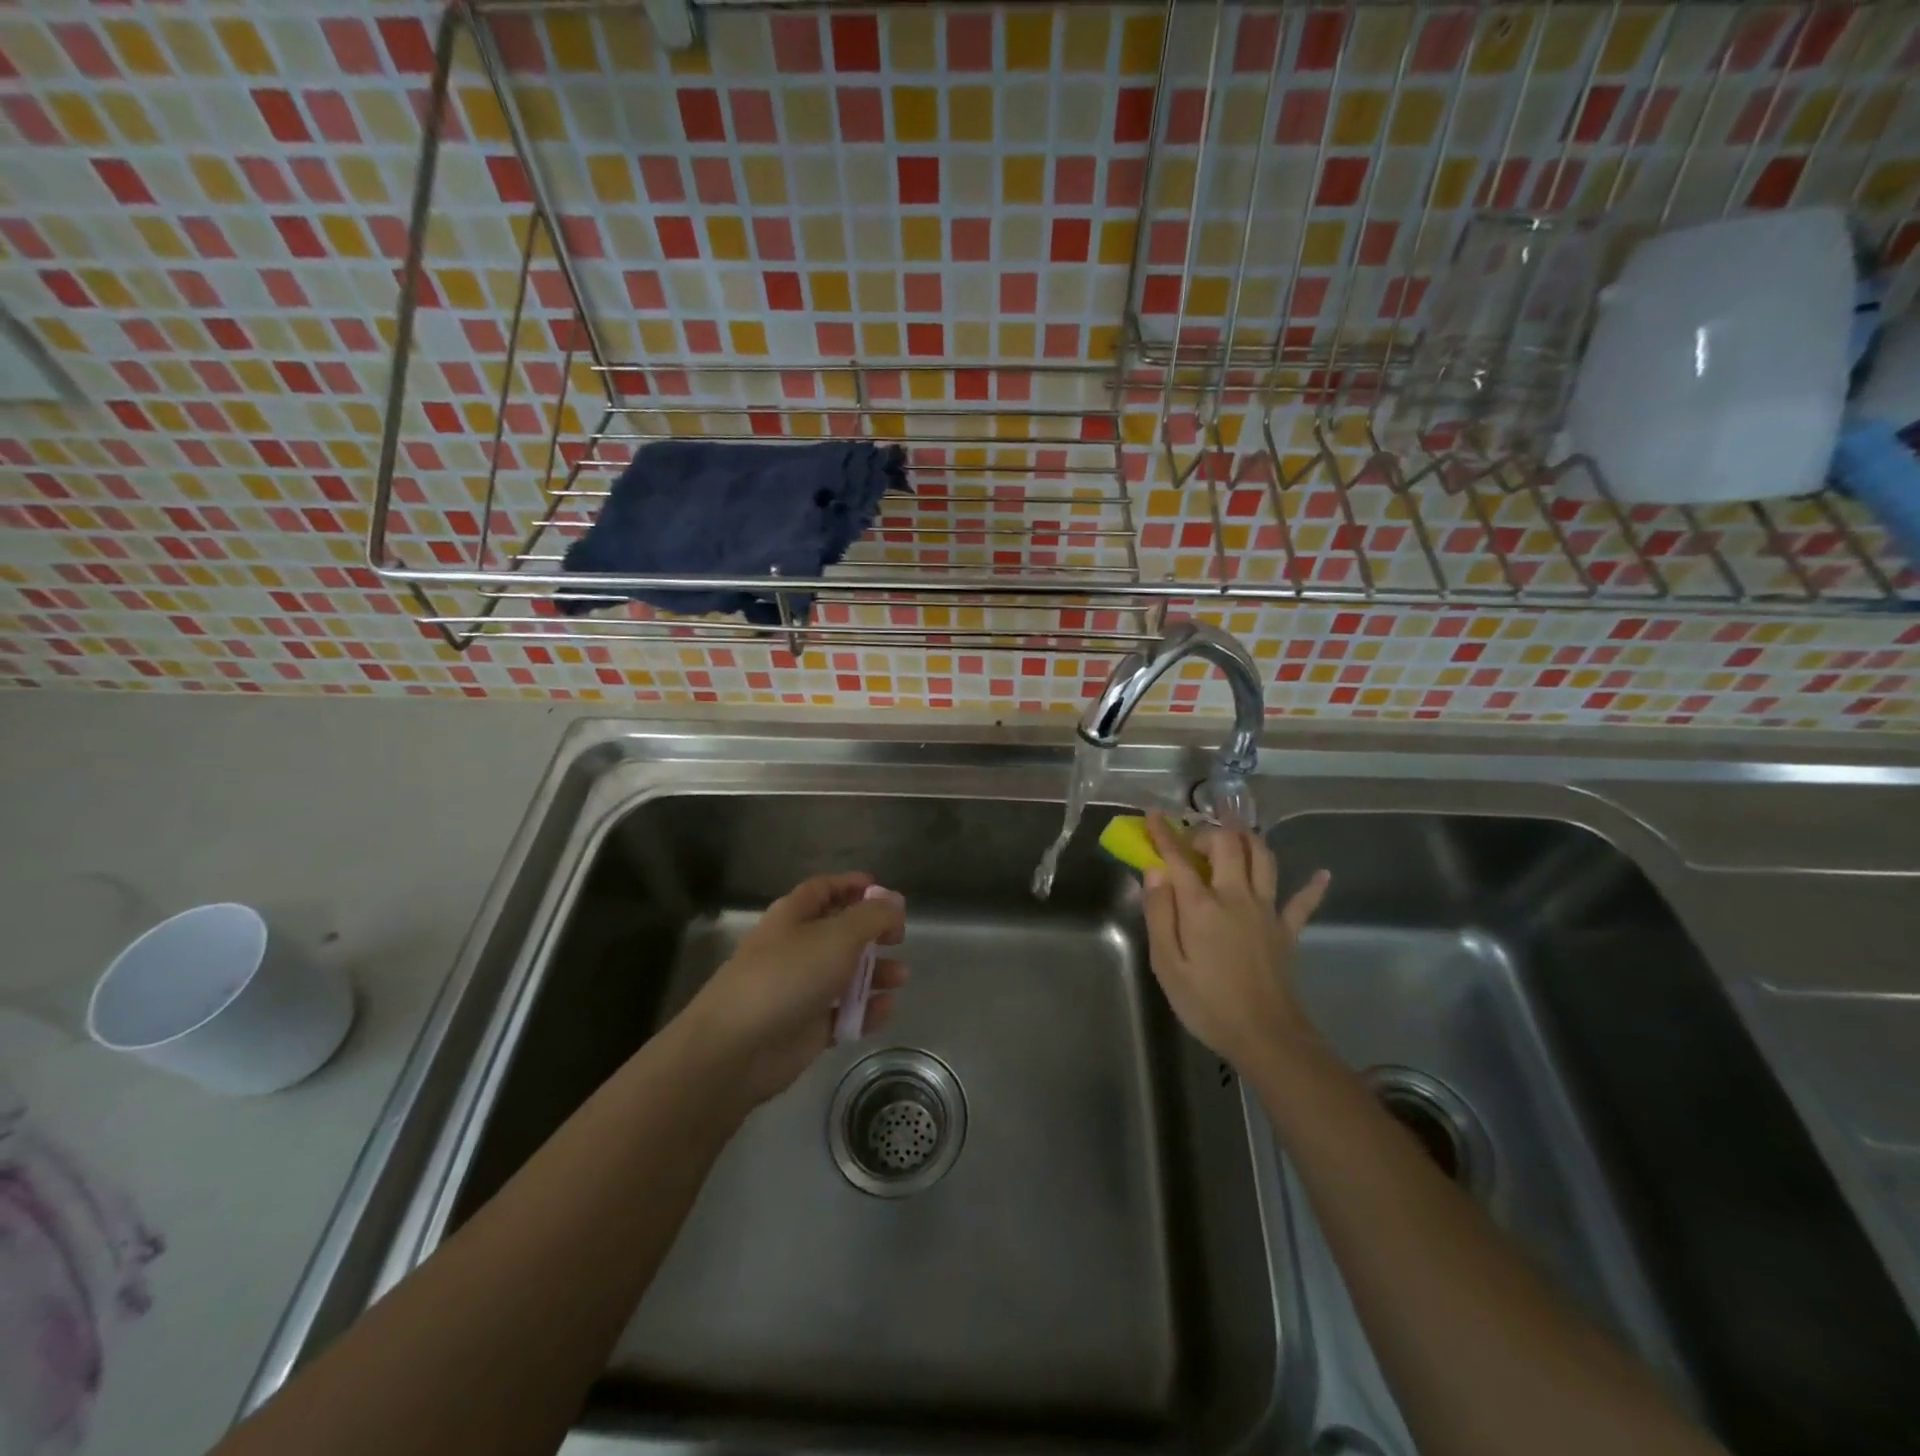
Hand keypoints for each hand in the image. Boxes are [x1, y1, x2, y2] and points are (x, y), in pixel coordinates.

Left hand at [680, 873, 906, 1106]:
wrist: (737, 1048)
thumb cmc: (788, 975)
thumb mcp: (838, 935)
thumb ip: (872, 916)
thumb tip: (895, 900)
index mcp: (793, 916)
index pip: (823, 890)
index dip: (852, 886)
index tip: (884, 892)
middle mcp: (796, 948)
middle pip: (839, 932)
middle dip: (871, 933)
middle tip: (898, 938)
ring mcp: (800, 989)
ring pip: (845, 974)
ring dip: (875, 973)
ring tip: (901, 977)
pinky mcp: (806, 1028)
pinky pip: (843, 1013)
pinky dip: (865, 1010)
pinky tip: (886, 1009)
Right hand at [1141, 812, 1329, 1074]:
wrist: (1266, 1037)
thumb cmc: (1207, 1003)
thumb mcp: (1166, 964)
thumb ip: (1159, 913)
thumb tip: (1155, 871)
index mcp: (1202, 906)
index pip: (1179, 858)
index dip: (1164, 834)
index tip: (1153, 815)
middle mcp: (1236, 897)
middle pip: (1229, 844)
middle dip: (1209, 832)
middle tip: (1193, 842)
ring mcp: (1267, 911)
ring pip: (1263, 858)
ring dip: (1248, 840)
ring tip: (1234, 838)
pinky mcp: (1287, 930)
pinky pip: (1303, 902)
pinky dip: (1312, 886)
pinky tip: (1321, 874)